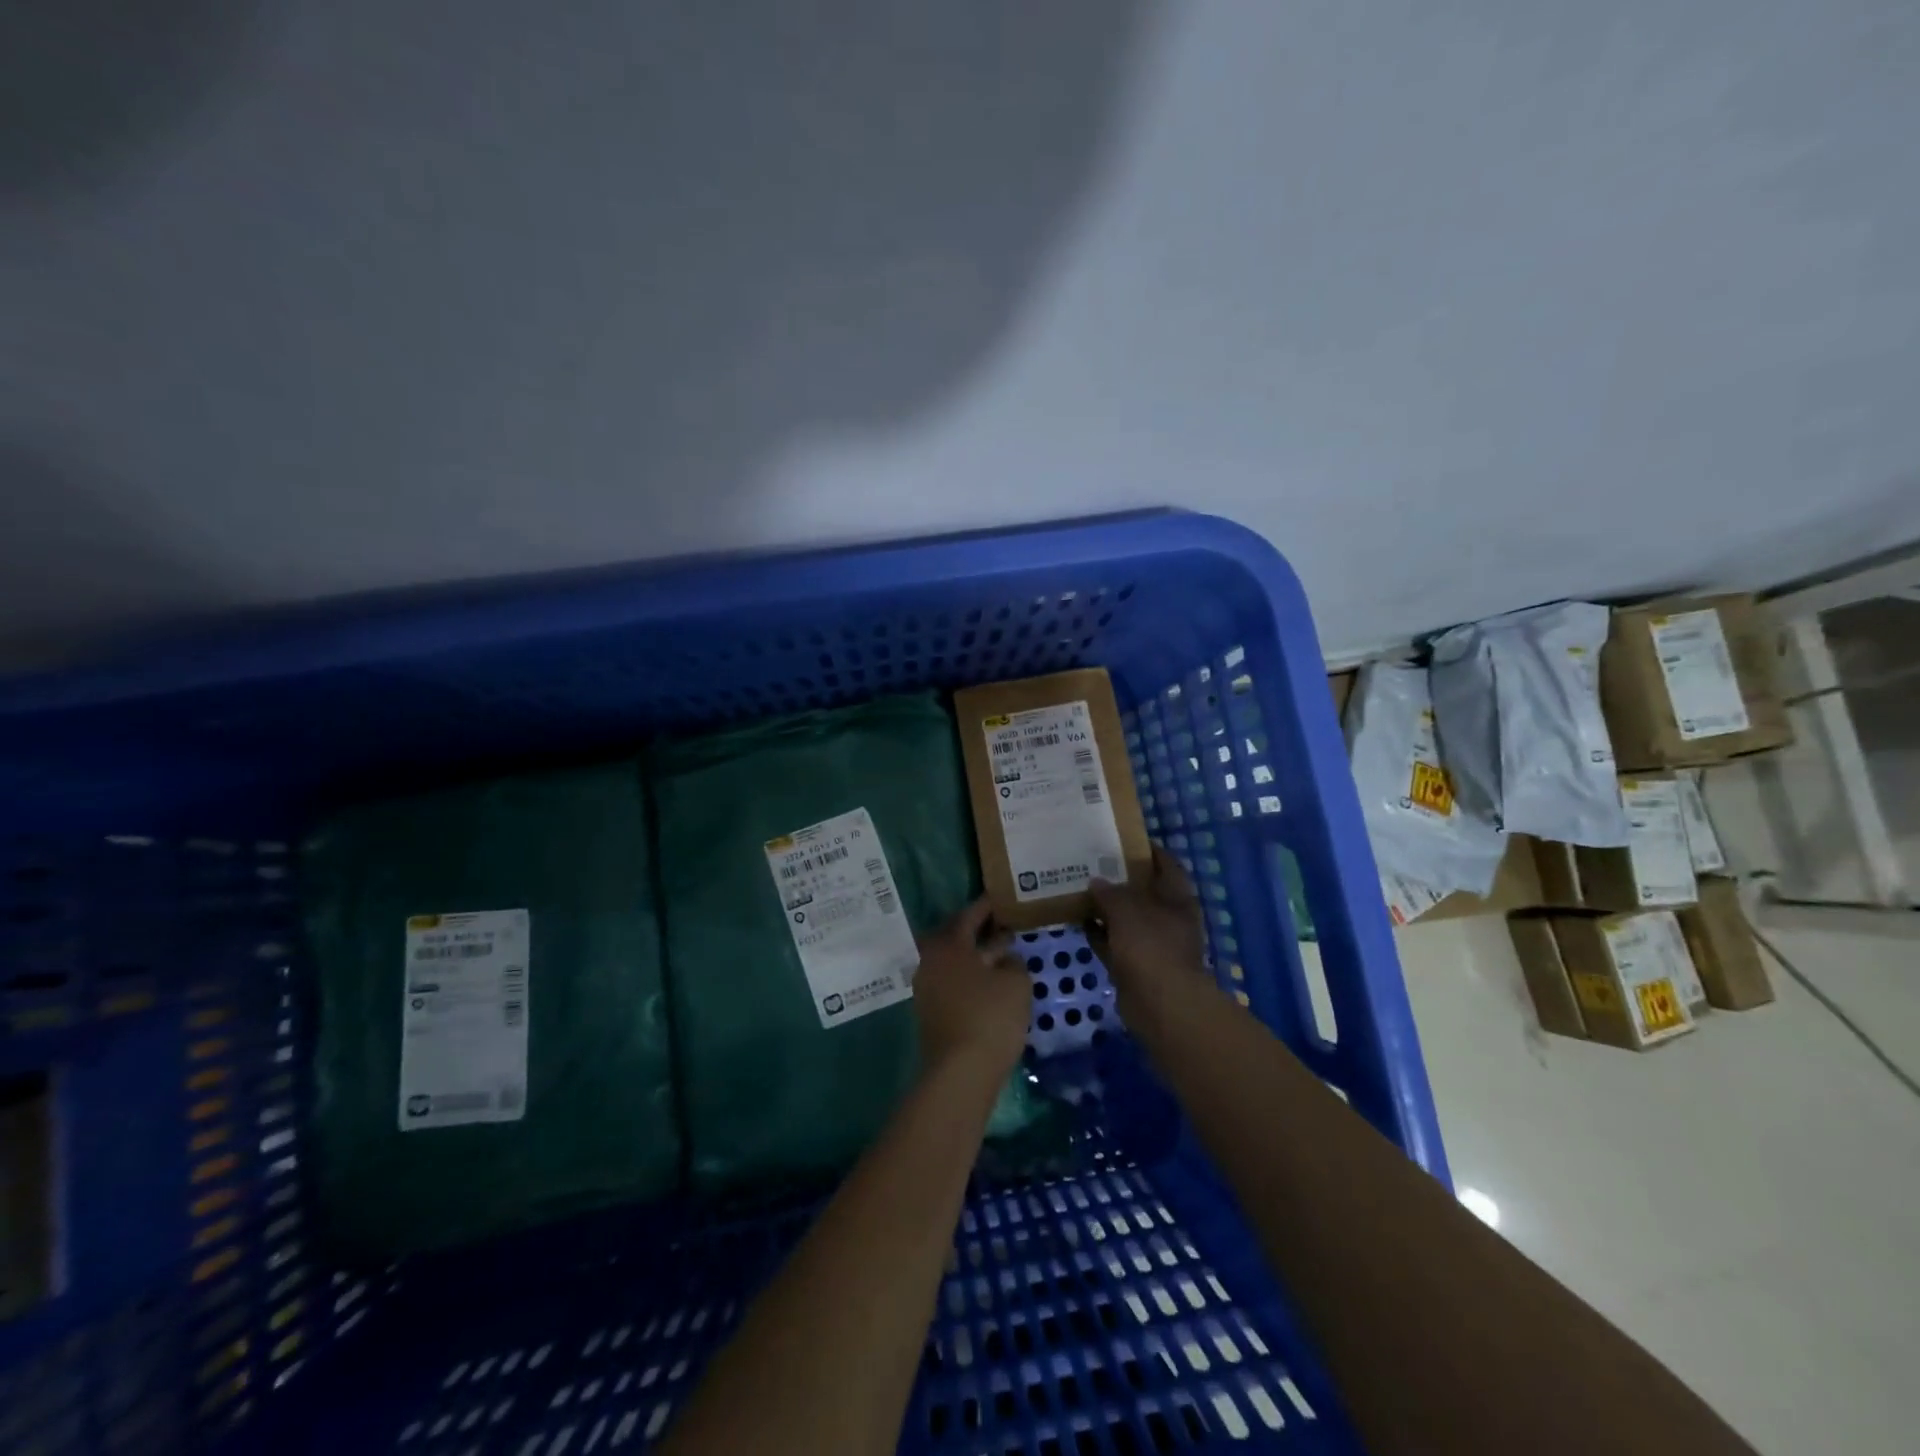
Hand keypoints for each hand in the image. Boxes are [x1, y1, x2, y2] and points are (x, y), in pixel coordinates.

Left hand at [914, 897, 1030, 1080]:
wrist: (960, 1073)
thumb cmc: (990, 1016)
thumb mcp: (1016, 982)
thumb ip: (1014, 962)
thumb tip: (1005, 958)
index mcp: (948, 944)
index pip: (969, 915)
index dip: (987, 906)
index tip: (1001, 898)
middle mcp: (930, 960)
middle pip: (957, 938)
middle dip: (980, 931)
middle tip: (1004, 925)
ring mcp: (926, 987)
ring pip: (955, 962)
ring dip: (976, 957)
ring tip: (1003, 956)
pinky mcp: (930, 1012)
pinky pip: (953, 983)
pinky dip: (970, 978)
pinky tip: (990, 985)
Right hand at [1087, 845, 1210, 1021]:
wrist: (1160, 1005)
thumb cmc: (1151, 947)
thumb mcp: (1127, 909)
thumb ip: (1110, 892)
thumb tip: (1096, 882)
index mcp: (1178, 899)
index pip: (1166, 865)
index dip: (1148, 850)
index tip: (1123, 839)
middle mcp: (1168, 918)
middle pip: (1144, 891)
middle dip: (1120, 879)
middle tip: (1093, 862)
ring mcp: (1153, 943)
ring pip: (1127, 918)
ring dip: (1106, 907)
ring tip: (1079, 887)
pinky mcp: (1136, 965)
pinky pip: (1115, 942)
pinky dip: (1100, 933)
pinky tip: (1079, 921)